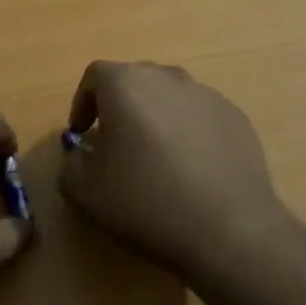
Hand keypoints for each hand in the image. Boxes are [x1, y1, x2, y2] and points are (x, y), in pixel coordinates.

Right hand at [58, 60, 288, 284]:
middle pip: (135, 81)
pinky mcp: (234, 115)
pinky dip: (189, 134)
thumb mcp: (86, 192)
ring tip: (157, 161)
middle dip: (121, 108)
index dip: (82, 103)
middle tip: (116, 147)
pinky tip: (192, 172)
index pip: (95, 76)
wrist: (228, 228)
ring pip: (170, 97)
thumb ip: (71, 164)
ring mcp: (205, 94)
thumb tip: (81, 154)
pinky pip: (200, 117)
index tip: (81, 133)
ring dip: (157, 119)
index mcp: (126, 84)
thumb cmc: (146, 202)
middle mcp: (166, 76)